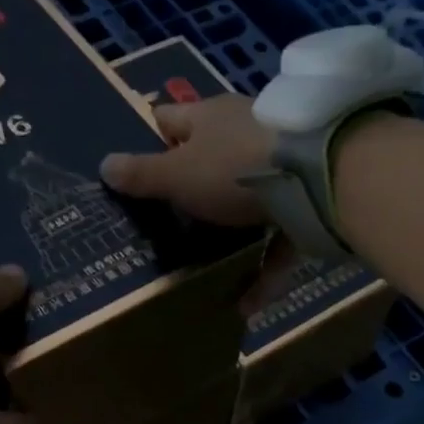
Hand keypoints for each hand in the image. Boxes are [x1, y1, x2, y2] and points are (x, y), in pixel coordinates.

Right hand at [102, 93, 313, 315]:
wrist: (319, 176)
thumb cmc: (233, 168)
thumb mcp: (177, 176)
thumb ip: (142, 175)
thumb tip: (104, 165)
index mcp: (209, 118)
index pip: (169, 119)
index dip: (151, 137)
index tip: (138, 164)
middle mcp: (246, 134)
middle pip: (213, 156)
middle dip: (195, 185)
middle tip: (173, 220)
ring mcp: (280, 166)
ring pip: (250, 199)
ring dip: (234, 231)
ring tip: (213, 265)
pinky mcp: (307, 199)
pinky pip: (280, 237)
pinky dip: (266, 269)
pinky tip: (250, 304)